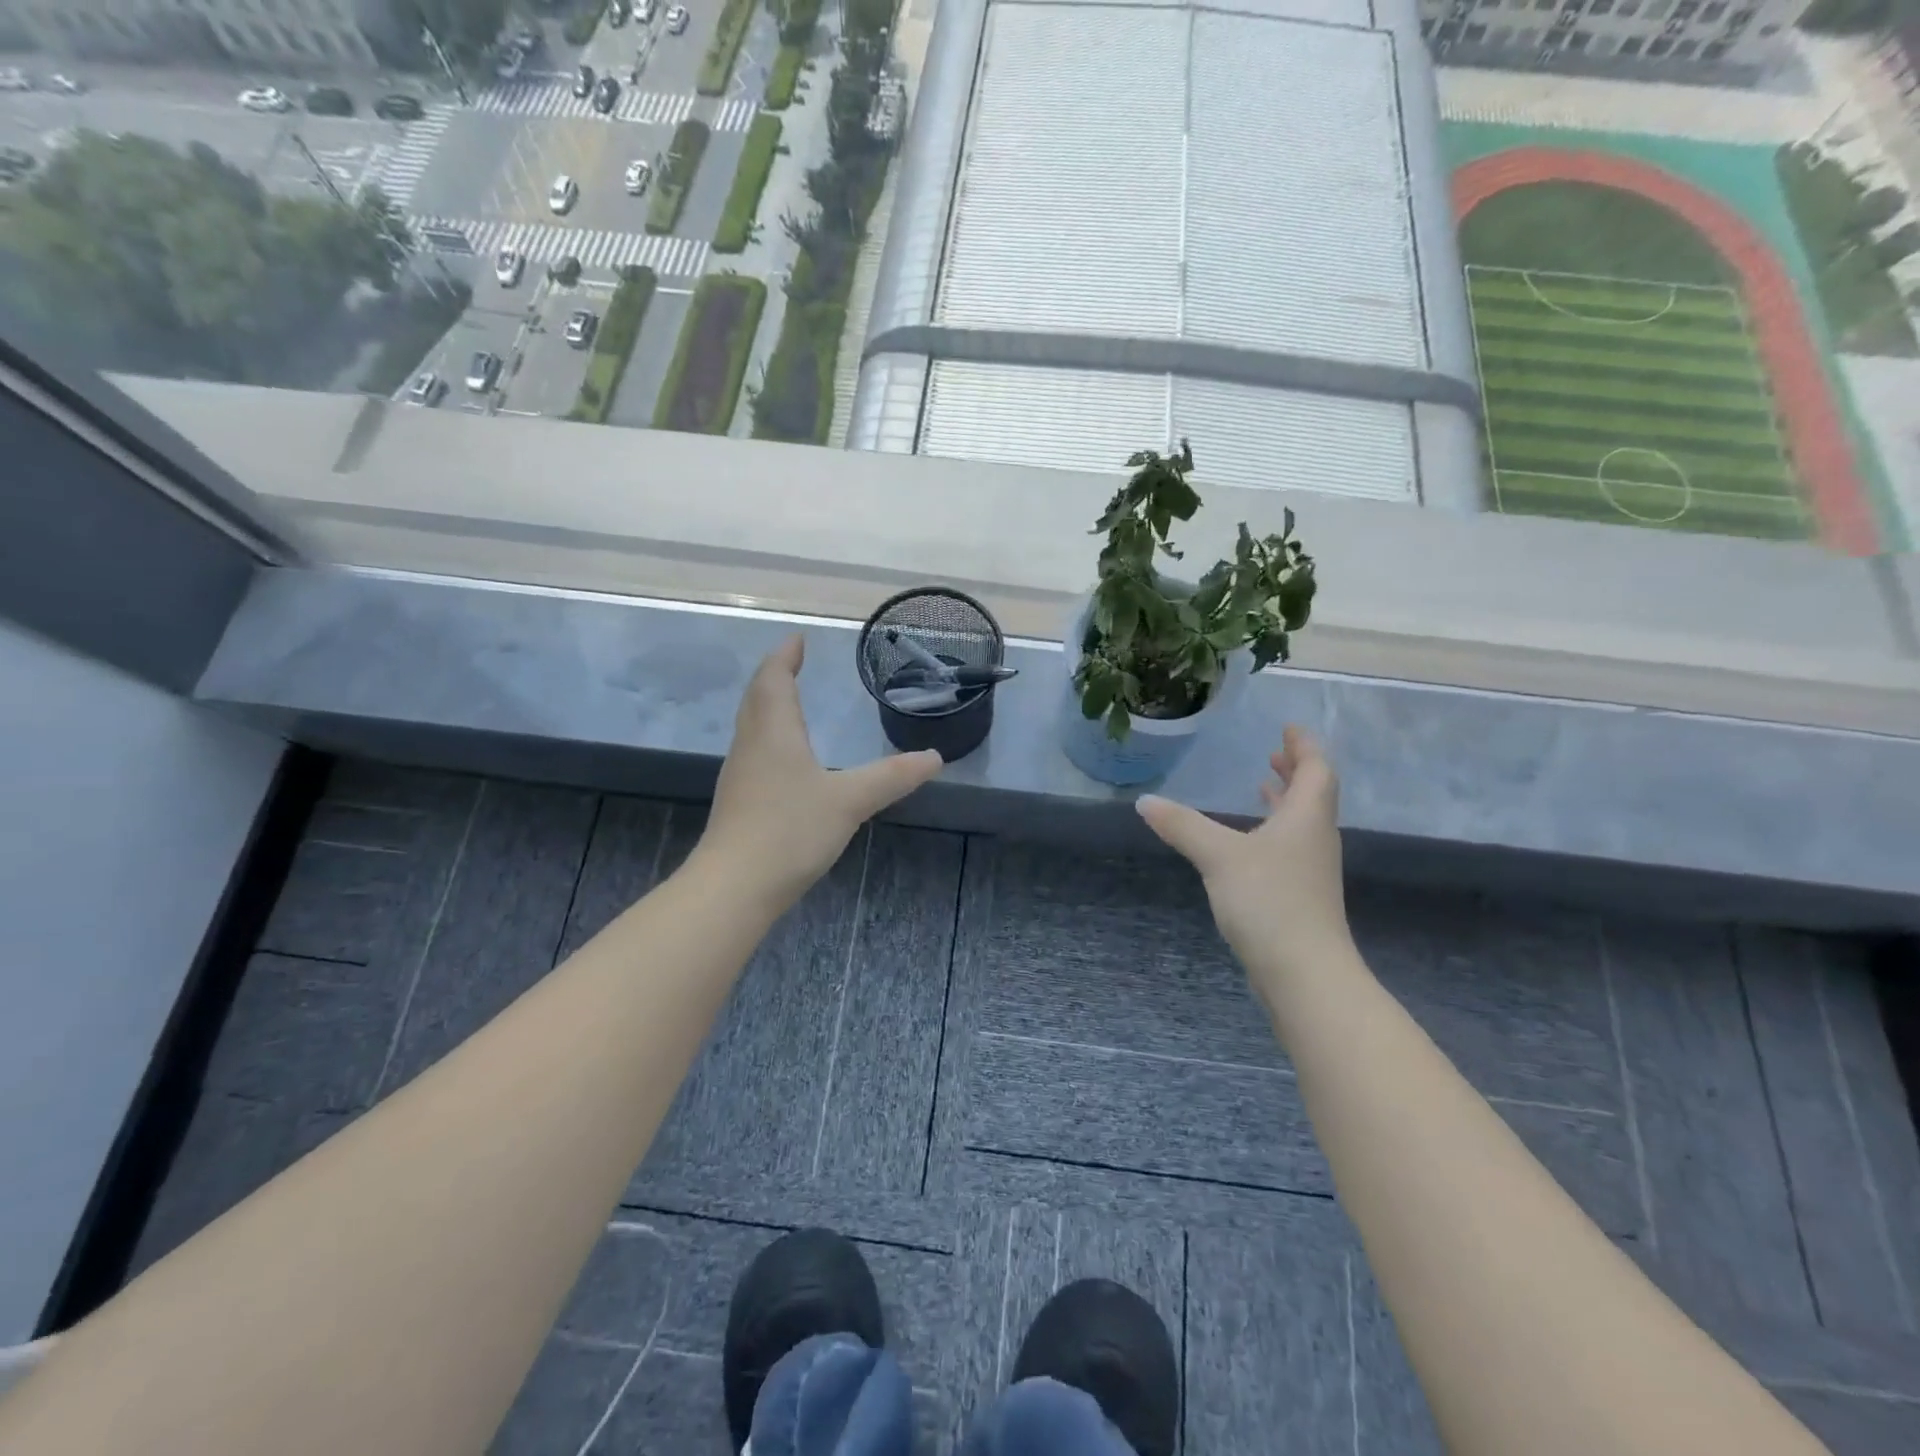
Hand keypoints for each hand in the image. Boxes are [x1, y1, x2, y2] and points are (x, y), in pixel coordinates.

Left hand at [693, 636, 943, 911]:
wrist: (734, 887)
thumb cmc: (790, 830)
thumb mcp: (850, 801)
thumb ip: (892, 777)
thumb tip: (935, 757)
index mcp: (774, 732)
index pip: (774, 679)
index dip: (785, 656)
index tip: (798, 639)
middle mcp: (751, 745)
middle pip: (757, 698)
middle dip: (775, 676)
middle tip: (793, 662)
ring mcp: (741, 775)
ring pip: (752, 726)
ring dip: (769, 705)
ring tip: (791, 702)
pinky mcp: (739, 802)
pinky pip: (754, 752)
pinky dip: (770, 737)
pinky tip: (786, 758)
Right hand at [1136, 726, 1351, 1001]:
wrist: (1304, 974)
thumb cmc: (1269, 901)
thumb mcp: (1218, 856)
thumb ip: (1182, 825)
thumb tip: (1144, 802)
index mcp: (1306, 819)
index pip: (1316, 770)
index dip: (1305, 746)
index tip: (1289, 728)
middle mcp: (1315, 839)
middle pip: (1313, 795)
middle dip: (1294, 772)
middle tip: (1274, 755)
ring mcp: (1310, 871)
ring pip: (1301, 824)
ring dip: (1283, 802)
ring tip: (1261, 789)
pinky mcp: (1300, 898)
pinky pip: (1289, 849)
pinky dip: (1272, 832)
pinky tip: (1248, 845)